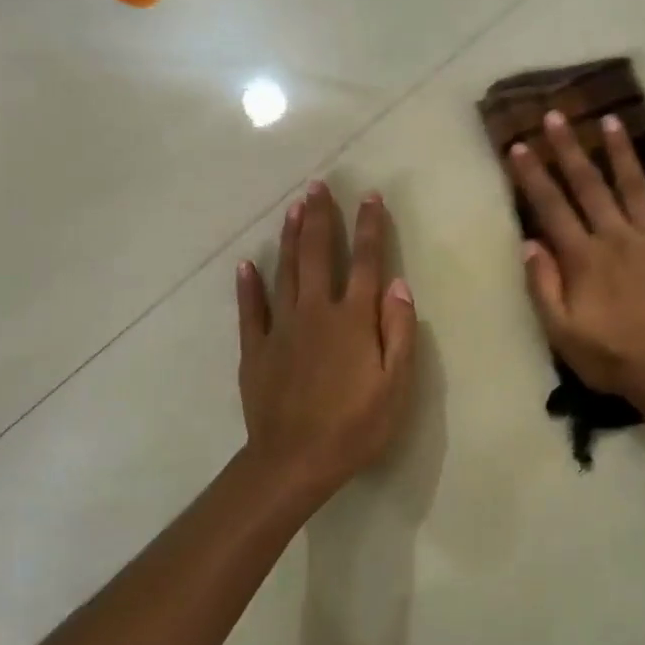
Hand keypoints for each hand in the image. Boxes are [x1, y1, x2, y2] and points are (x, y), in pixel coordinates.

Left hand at [237, 182, 417, 501]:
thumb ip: (398, 331)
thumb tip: (398, 284)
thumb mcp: (396, 384)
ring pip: (284, 272)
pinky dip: (248, 286)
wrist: (295, 460)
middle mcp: (316, 313)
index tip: (370, 197)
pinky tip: (245, 265)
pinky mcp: (255, 349)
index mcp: (353, 320)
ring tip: (293, 207)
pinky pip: (250, 310)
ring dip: (289, 238)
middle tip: (317, 185)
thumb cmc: (356, 426)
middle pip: (317, 255)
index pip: (365, 262)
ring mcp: (281, 328)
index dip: (370, 228)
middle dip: (320, 218)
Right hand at [509, 110, 644, 403]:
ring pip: (635, 187)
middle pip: (589, 186)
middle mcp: (617, 238)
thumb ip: (543, 286)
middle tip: (556, 115)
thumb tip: (529, 243)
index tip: (519, 146)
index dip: (532, 176)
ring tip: (609, 120)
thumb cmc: (611, 358)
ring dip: (620, 153)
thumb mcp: (561, 332)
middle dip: (569, 150)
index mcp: (584, 258)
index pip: (552, 208)